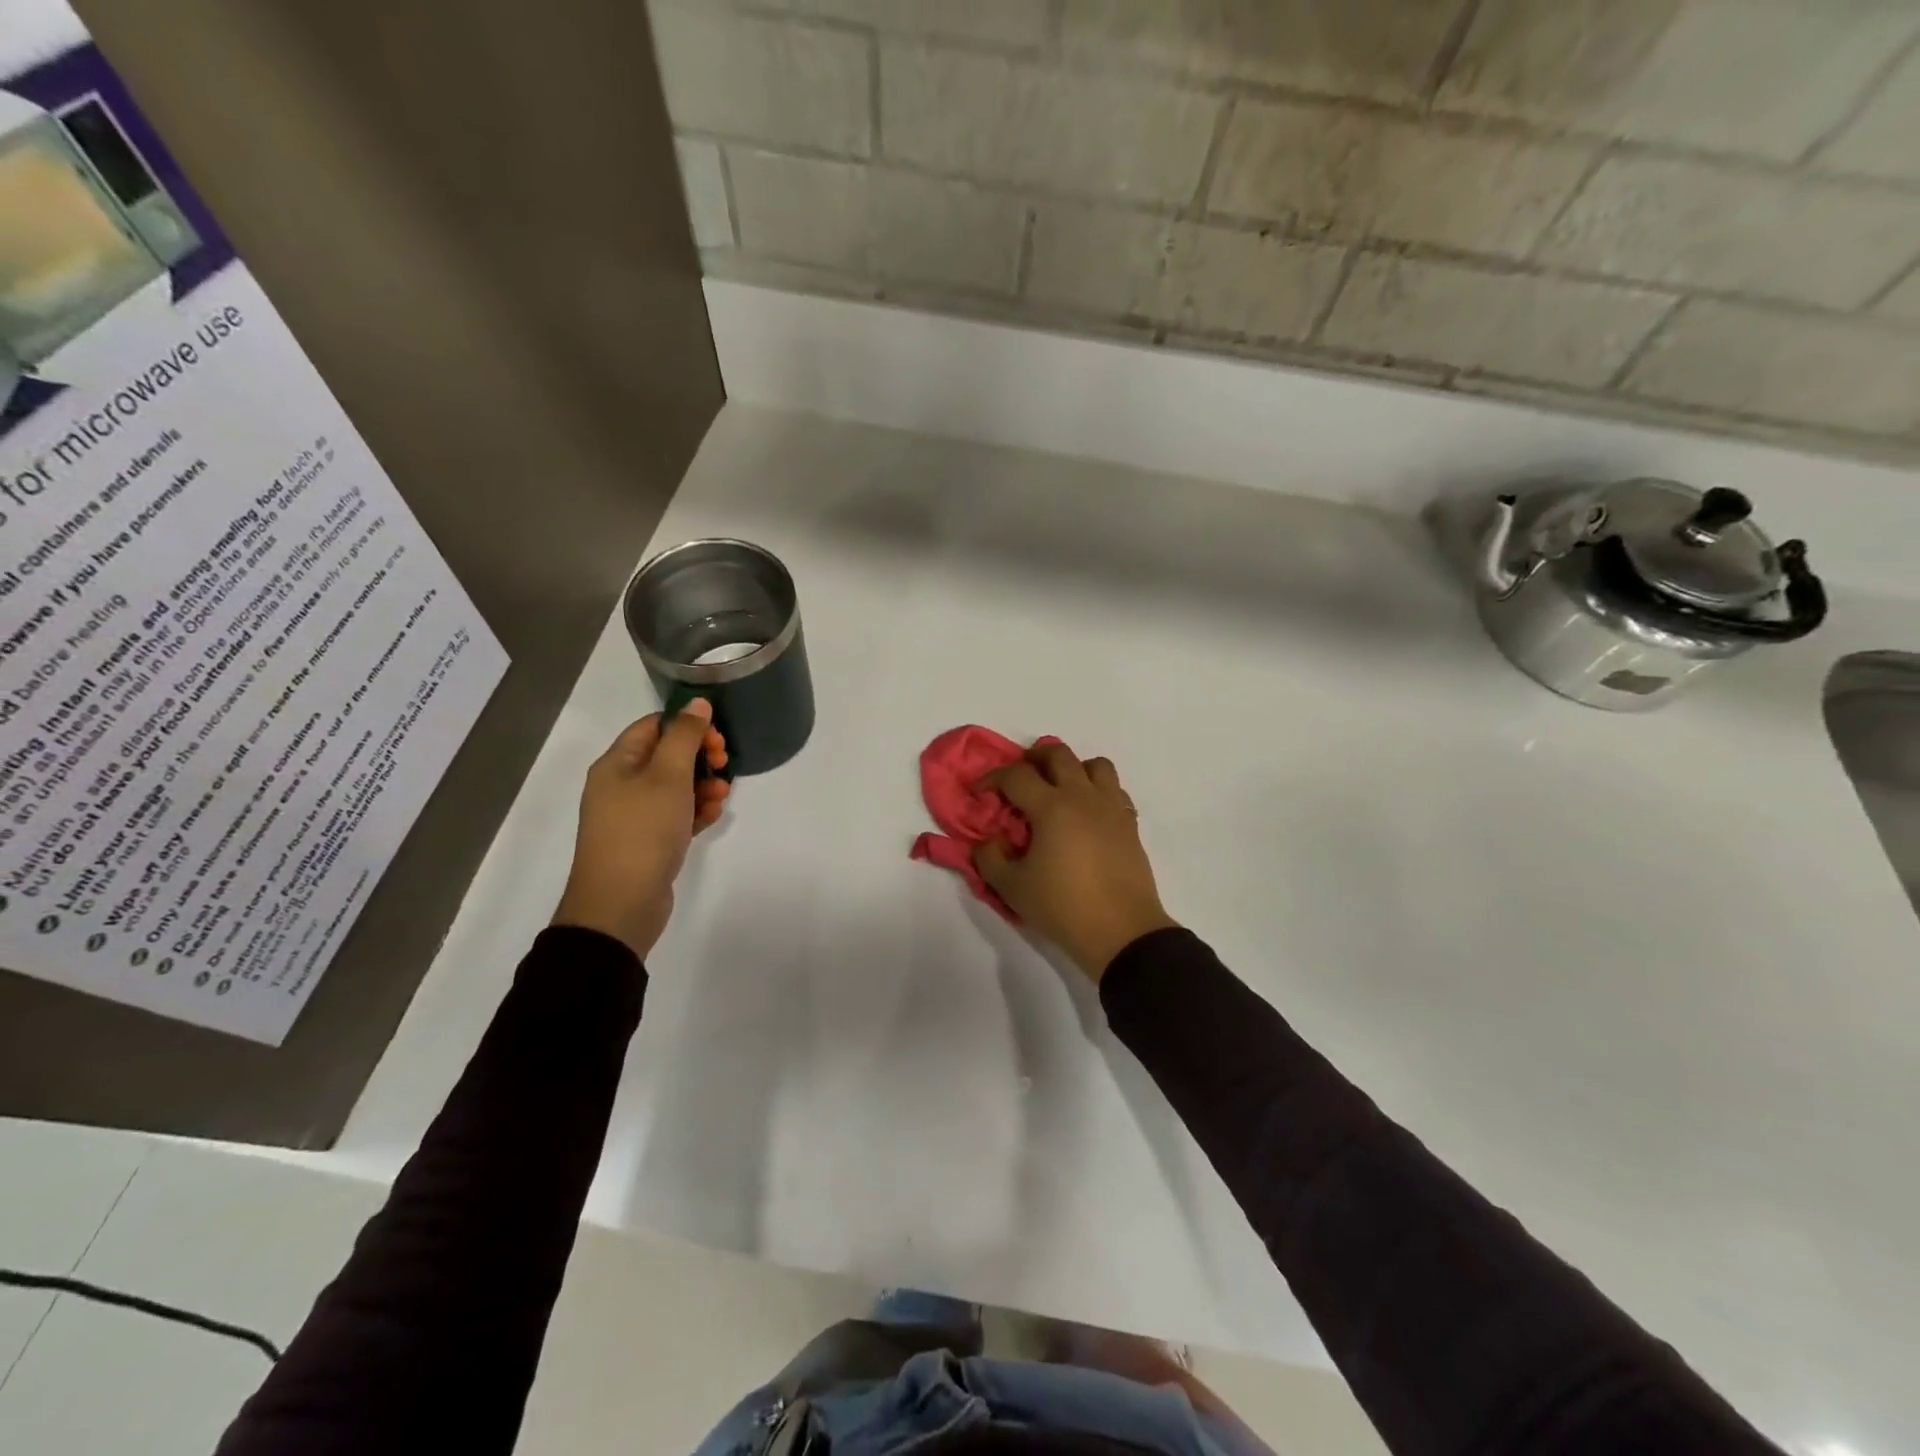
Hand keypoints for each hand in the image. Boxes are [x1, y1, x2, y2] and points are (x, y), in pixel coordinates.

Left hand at [552, 700, 729, 958]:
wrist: (621, 903)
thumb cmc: (643, 830)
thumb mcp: (668, 775)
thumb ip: (685, 736)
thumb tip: (697, 702)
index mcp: (617, 763)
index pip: (654, 726)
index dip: (687, 726)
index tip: (717, 738)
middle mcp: (621, 785)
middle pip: (666, 756)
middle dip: (700, 757)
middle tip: (723, 764)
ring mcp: (634, 815)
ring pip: (675, 787)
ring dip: (703, 785)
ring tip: (722, 796)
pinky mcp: (648, 841)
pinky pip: (676, 815)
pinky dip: (696, 811)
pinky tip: (713, 816)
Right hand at [974, 743, 1176, 981]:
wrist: (1121, 932)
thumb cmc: (1063, 907)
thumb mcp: (1012, 887)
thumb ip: (989, 858)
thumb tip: (988, 839)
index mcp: (1052, 807)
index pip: (1016, 775)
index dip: (992, 778)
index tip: (979, 793)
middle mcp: (1083, 797)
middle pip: (1059, 754)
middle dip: (1033, 758)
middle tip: (1020, 778)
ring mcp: (1111, 808)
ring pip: (1095, 765)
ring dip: (1073, 768)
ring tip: (1059, 789)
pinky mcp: (1130, 824)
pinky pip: (1114, 790)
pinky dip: (1097, 790)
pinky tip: (1086, 813)